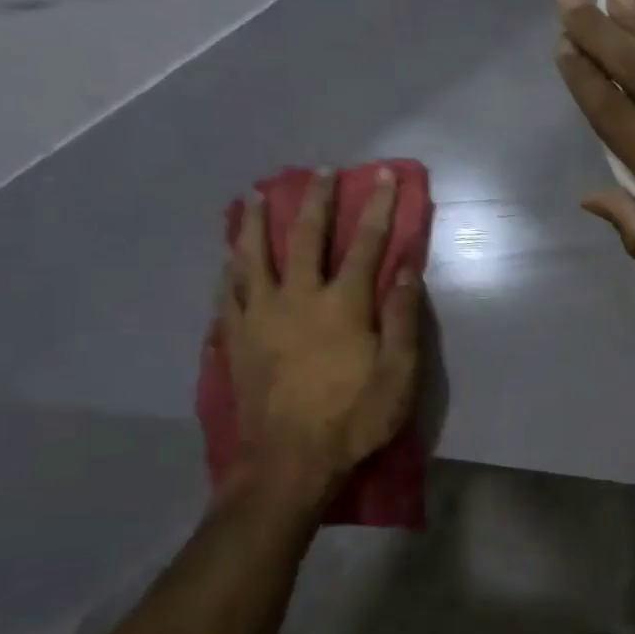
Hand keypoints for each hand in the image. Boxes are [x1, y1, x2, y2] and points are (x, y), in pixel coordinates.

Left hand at [219, 168, 421, 500]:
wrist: (289, 461)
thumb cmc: (354, 418)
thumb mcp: (398, 374)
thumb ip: (401, 318)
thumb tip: (406, 268)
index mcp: (343, 306)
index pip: (366, 245)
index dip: (378, 209)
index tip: (384, 177)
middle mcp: (297, 298)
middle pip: (304, 237)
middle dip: (316, 200)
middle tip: (320, 172)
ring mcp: (259, 316)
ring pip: (252, 256)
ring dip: (255, 221)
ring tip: (253, 196)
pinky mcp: (235, 338)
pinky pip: (228, 291)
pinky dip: (230, 267)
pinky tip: (228, 256)